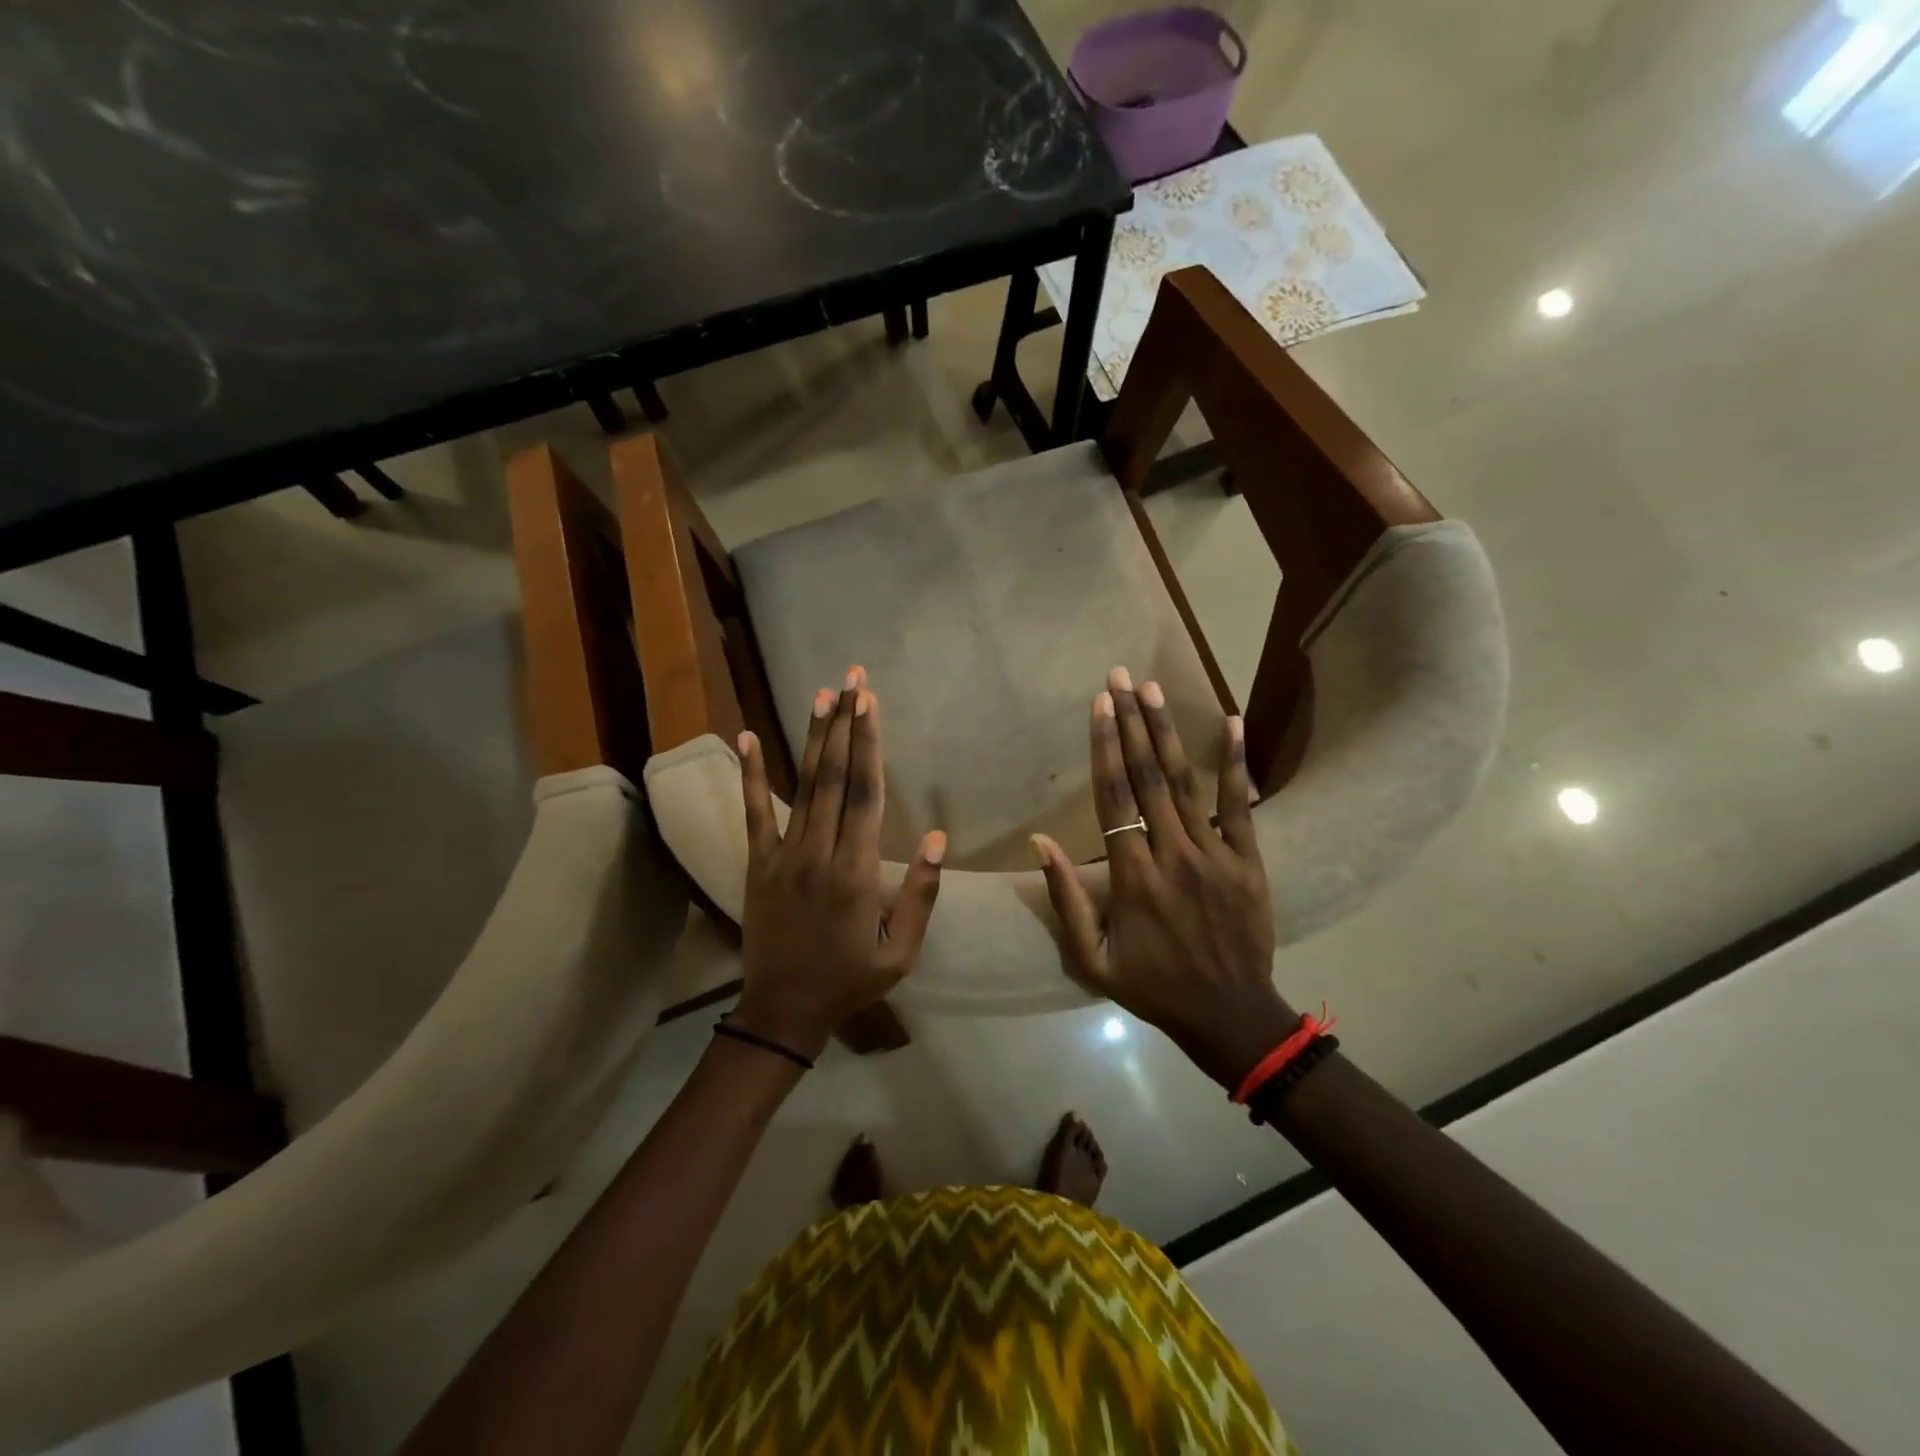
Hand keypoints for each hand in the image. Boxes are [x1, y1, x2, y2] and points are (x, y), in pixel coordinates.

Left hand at [732, 667, 944, 1059]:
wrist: (783, 1011)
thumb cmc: (850, 980)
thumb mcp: (901, 952)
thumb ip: (920, 894)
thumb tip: (939, 839)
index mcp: (856, 871)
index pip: (865, 794)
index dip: (869, 745)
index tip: (871, 703)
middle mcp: (819, 852)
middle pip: (834, 777)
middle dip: (845, 724)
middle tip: (851, 680)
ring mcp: (783, 855)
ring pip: (801, 786)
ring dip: (812, 737)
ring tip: (820, 695)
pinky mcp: (757, 863)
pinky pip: (754, 813)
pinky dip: (750, 774)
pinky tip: (746, 737)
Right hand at [1033, 667, 1295, 1089]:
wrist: (1229, 1014)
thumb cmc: (1152, 986)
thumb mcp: (1092, 959)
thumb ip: (1066, 900)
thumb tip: (1041, 842)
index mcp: (1132, 877)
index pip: (1113, 798)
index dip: (1104, 747)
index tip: (1098, 705)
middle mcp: (1172, 854)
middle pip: (1149, 777)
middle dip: (1132, 723)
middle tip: (1120, 677)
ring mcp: (1215, 854)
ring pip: (1187, 783)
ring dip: (1169, 732)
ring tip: (1154, 690)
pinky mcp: (1248, 860)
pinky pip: (1241, 805)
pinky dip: (1236, 762)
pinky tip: (1232, 722)